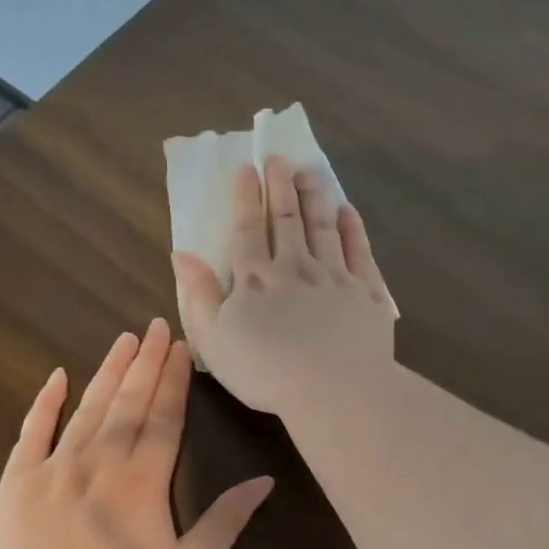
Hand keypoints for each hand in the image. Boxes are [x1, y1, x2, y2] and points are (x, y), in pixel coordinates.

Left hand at [0, 319, 274, 548]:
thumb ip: (225, 523)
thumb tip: (263, 481)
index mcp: (144, 480)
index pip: (164, 418)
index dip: (174, 380)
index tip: (181, 348)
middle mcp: (101, 460)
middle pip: (128, 402)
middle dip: (145, 362)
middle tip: (155, 325)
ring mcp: (55, 466)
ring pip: (88, 407)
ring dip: (108, 371)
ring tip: (124, 339)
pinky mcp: (18, 480)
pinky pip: (33, 431)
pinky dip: (46, 402)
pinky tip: (57, 376)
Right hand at [172, 153, 395, 419]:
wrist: (333, 390)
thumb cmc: (264, 371)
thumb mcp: (214, 339)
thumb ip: (198, 294)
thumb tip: (182, 253)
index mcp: (255, 279)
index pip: (247, 229)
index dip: (246, 197)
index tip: (246, 169)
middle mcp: (295, 267)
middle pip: (286, 219)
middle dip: (280, 186)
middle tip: (279, 158)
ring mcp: (335, 276)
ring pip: (323, 227)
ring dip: (315, 197)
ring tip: (310, 172)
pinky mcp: (367, 292)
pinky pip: (359, 251)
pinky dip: (352, 228)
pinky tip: (347, 211)